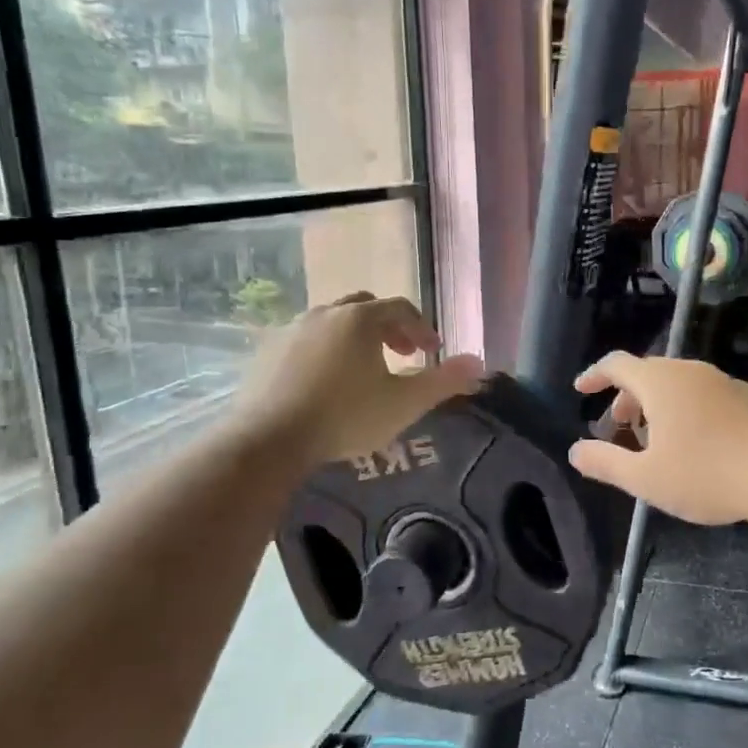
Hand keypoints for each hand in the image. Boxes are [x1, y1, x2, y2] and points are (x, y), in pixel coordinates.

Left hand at [233, 294, 483, 466]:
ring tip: (364, 368)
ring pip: (333, 321)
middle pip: (366, 308)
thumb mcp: (404, 403)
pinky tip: (326, 381)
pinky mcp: (268, 351)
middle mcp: (326, 313)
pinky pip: (306, 339)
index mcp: (361, 319)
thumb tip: (479, 363)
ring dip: (355, 337)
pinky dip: (325, 350)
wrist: (269, 439)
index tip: (432, 352)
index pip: (401, 308)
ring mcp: (292, 329)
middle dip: (389, 327)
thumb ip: (444, 381)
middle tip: (401, 354)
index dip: (422, 328)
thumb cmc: (346, 416)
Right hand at [568, 353, 747, 525]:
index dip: (595, 376)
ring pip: (682, 385)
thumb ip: (606, 463)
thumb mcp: (647, 479)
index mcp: (660, 383)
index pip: (617, 364)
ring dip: (660, 406)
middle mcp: (692, 372)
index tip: (581, 390)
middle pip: (649, 374)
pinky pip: (709, 396)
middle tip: (619, 427)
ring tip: (659, 440)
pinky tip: (703, 444)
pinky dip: (692, 410)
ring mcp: (727, 381)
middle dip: (627, 398)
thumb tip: (575, 451)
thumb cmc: (708, 474)